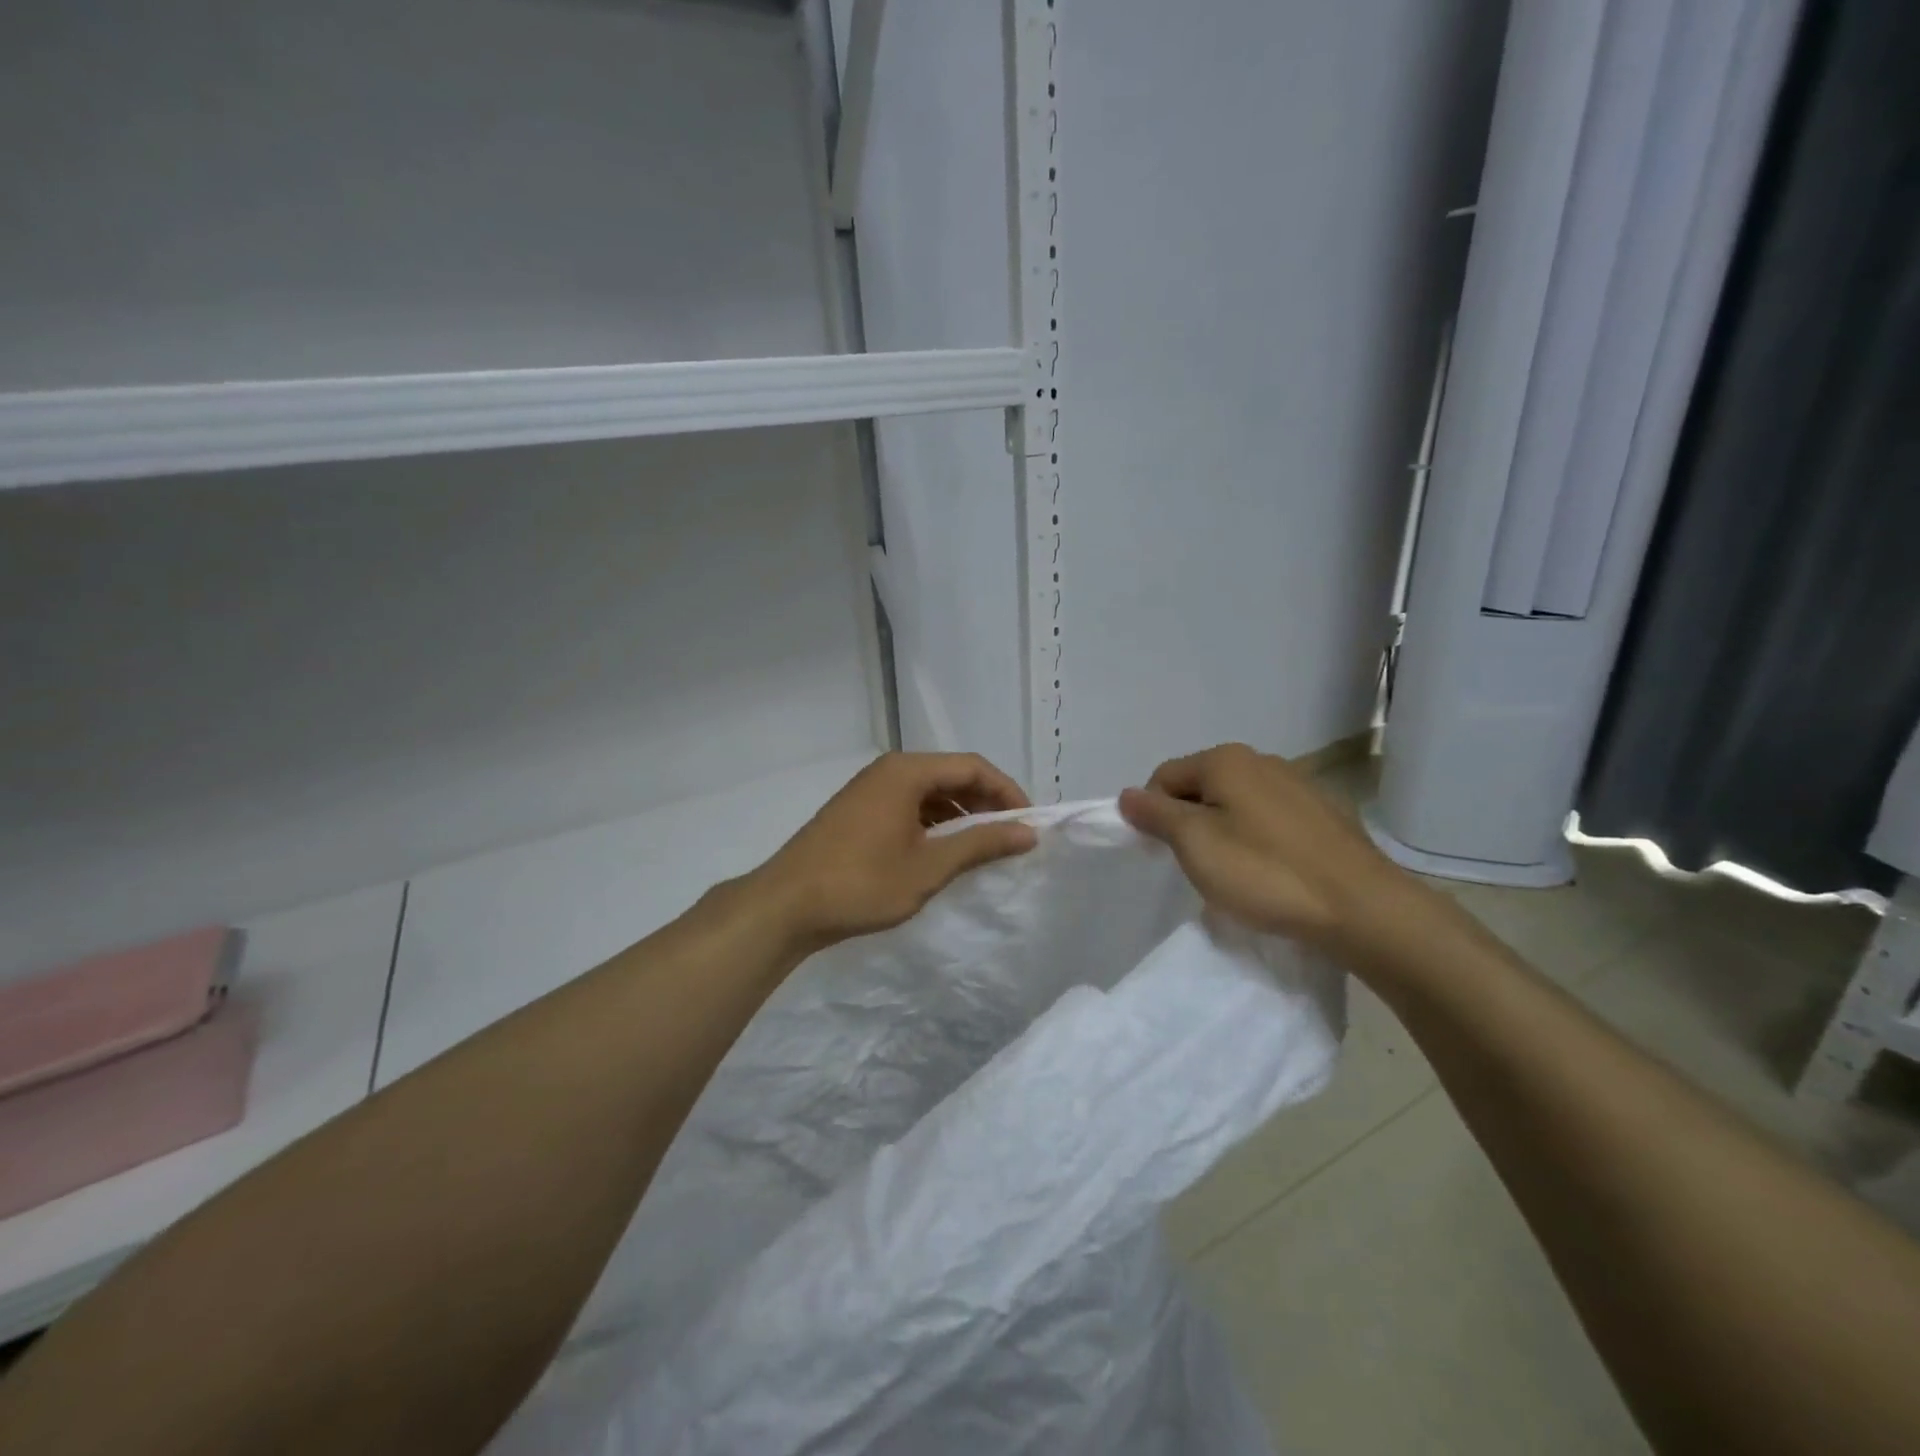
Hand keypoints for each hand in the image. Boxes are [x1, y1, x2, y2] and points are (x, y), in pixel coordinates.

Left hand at [751, 753, 1036, 952]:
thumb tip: (1028, 831)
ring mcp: (869, 789)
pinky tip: (943, 850)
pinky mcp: (858, 811)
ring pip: (929, 791)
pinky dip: (933, 822)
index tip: (1028, 824)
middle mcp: (888, 770)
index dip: (1007, 792)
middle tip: (1011, 836)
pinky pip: (908, 805)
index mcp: (907, 771)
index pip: (973, 767)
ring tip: (983, 847)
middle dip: (985, 802)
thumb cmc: (862, 884)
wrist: (785, 906)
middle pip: (951, 774)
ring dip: (960, 814)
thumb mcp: (929, 866)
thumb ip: (981, 844)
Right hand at [1119, 743, 1410, 950]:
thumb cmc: (1265, 872)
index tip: (1162, 854)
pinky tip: (1269, 873)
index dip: (1152, 814)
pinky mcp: (1323, 815)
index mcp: (1225, 760)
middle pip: (1201, 787)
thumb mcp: (1195, 844)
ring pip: (1236, 804)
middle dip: (1188, 823)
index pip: (1164, 777)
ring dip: (1222, 833)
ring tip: (1234, 874)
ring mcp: (1298, 785)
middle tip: (1196, 866)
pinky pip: (1269, 821)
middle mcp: (1261, 761)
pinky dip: (1257, 841)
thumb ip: (1156, 814)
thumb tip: (1127, 795)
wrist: (1362, 908)